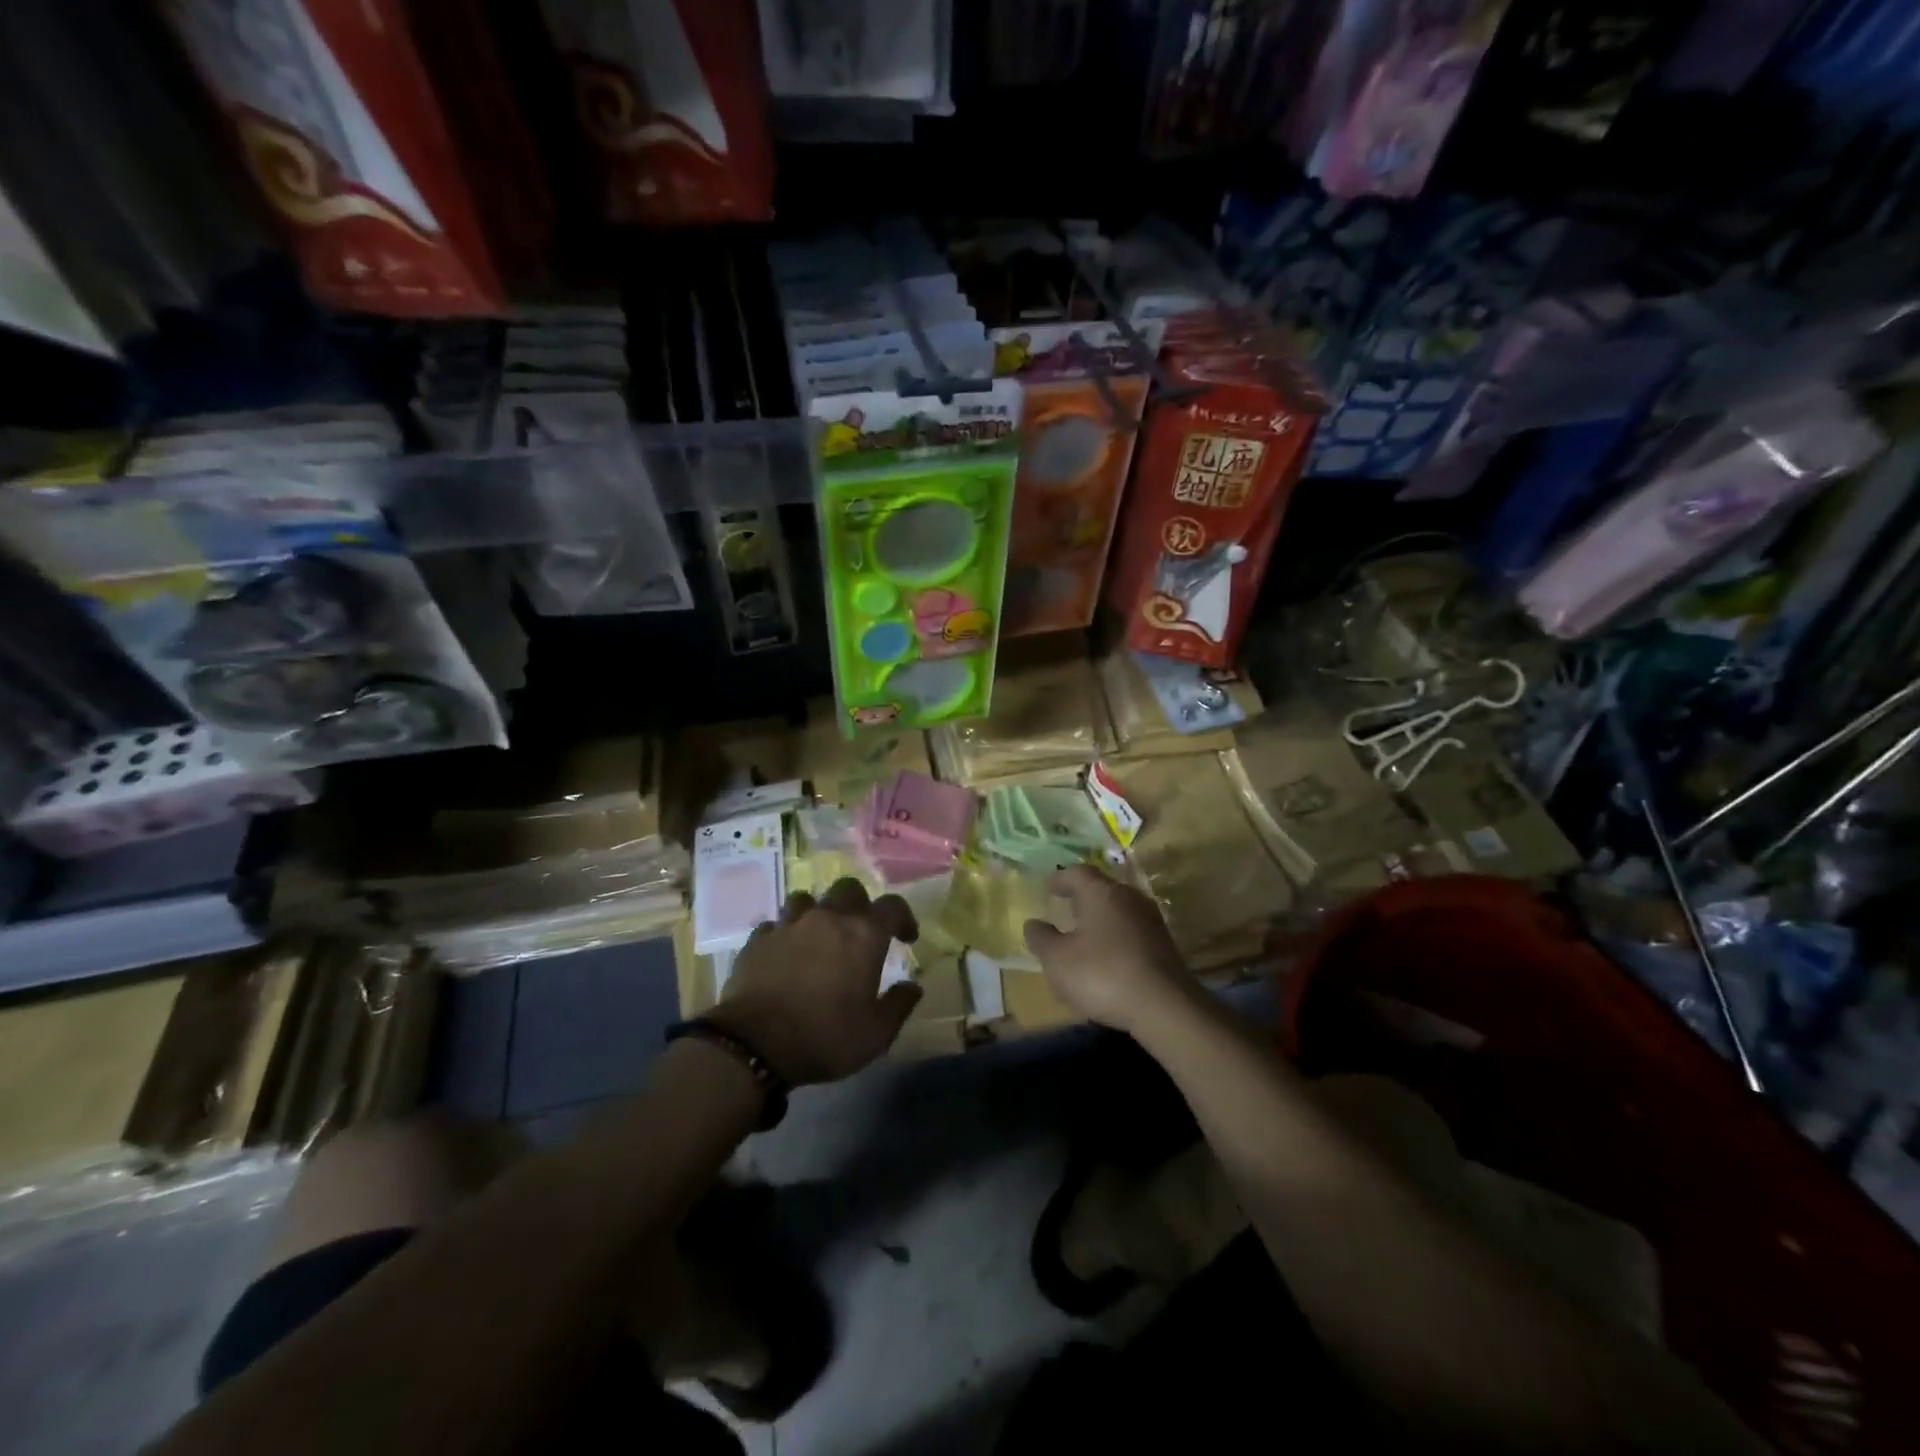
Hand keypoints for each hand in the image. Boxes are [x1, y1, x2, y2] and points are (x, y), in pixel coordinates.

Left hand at [708, 878, 922, 1086]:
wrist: (754, 1044)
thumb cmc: (825, 1037)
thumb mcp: (875, 1034)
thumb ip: (899, 1005)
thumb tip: (913, 987)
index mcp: (863, 935)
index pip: (892, 906)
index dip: (904, 917)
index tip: (906, 938)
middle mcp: (828, 918)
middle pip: (848, 889)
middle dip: (859, 904)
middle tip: (860, 932)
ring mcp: (789, 925)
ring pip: (807, 899)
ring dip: (817, 913)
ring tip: (817, 937)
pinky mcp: (758, 939)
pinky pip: (775, 925)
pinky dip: (784, 935)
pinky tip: (784, 954)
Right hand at [1022, 865, 1191, 1034]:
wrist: (1165, 1007)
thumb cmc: (1102, 974)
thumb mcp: (1058, 960)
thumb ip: (1041, 939)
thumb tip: (1033, 924)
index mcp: (1101, 892)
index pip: (1077, 872)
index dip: (1060, 879)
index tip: (1048, 888)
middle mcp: (1128, 897)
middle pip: (1101, 888)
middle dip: (1081, 897)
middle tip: (1064, 909)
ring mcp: (1151, 920)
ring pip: (1119, 910)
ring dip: (1100, 919)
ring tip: (1084, 936)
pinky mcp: (1164, 944)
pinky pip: (1132, 931)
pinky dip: (1116, 938)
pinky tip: (1108, 958)